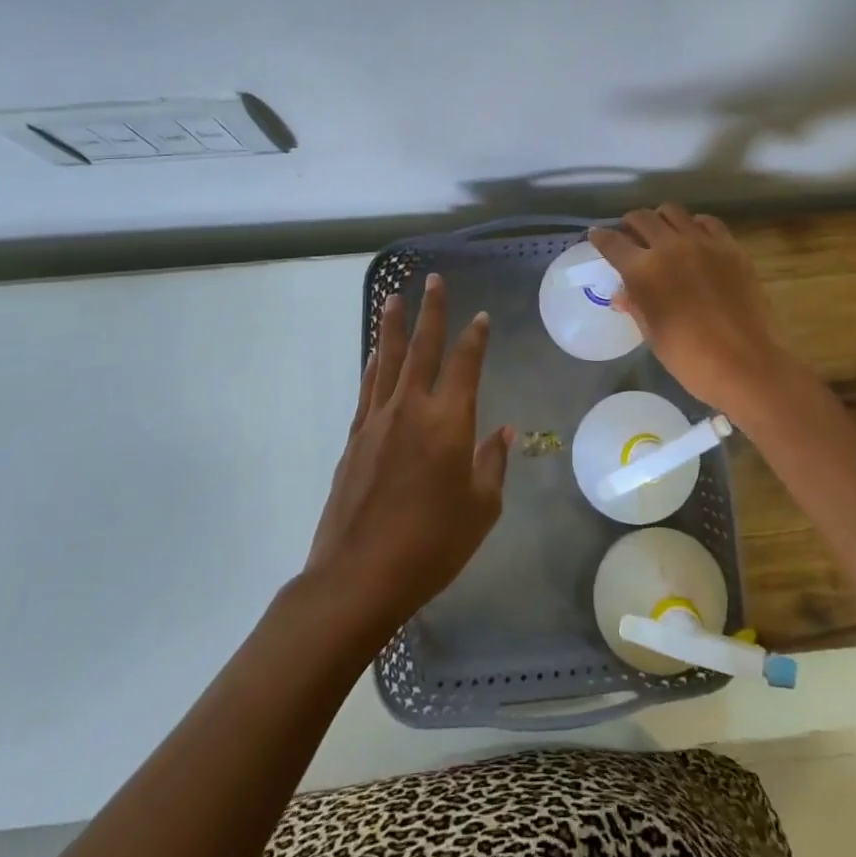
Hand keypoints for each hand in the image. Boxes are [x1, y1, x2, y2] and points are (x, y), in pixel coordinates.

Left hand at [307, 274, 512, 626]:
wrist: (358, 577)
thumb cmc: (432, 544)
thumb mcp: (481, 508)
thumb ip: (491, 463)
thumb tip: (501, 431)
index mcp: (448, 422)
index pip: (465, 364)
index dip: (475, 337)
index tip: (481, 315)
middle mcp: (411, 409)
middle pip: (422, 348)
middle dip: (430, 312)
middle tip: (432, 279)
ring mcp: (377, 421)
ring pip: (386, 360)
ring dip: (392, 327)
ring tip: (393, 297)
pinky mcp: (354, 439)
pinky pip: (367, 388)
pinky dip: (373, 365)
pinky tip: (375, 355)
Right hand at [589, 205, 795, 418]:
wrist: (745, 364)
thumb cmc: (690, 358)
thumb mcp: (653, 333)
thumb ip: (636, 305)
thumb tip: (623, 294)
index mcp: (644, 270)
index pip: (612, 242)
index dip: (600, 237)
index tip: (596, 236)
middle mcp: (671, 246)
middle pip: (642, 218)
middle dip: (630, 224)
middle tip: (630, 236)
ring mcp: (704, 243)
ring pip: (674, 212)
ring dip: (661, 219)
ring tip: (662, 234)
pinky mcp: (731, 247)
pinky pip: (707, 222)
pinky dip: (694, 225)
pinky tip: (695, 240)